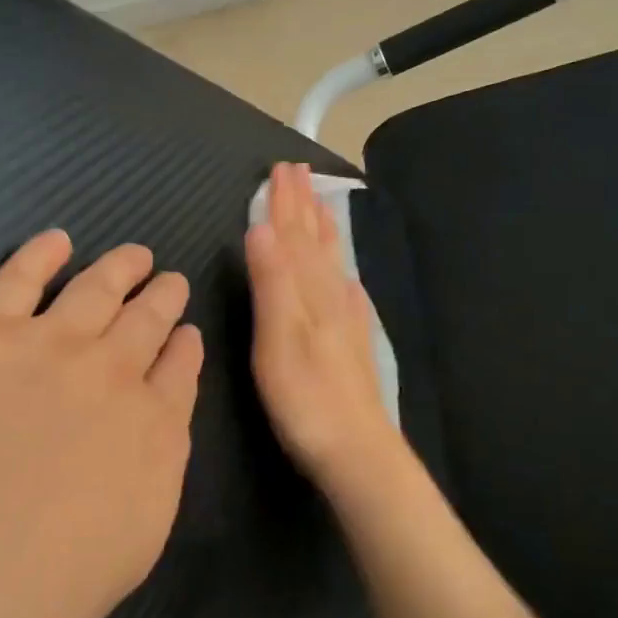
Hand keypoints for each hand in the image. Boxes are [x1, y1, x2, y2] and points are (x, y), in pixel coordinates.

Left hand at [0, 230, 202, 617]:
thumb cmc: (46, 591)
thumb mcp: (131, 550)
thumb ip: (148, 483)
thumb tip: (146, 447)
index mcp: (153, 430)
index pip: (178, 373)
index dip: (183, 347)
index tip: (186, 332)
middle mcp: (113, 373)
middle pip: (147, 321)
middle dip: (163, 298)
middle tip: (169, 281)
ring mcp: (50, 344)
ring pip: (97, 289)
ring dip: (121, 268)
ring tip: (134, 255)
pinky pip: (20, 276)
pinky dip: (41, 254)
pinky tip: (56, 241)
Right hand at [246, 162, 406, 497]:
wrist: (356, 450)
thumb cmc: (306, 398)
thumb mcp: (278, 339)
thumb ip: (272, 282)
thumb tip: (261, 227)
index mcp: (308, 292)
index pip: (293, 236)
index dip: (284, 202)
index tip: (281, 167)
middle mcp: (330, 296)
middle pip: (314, 241)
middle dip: (304, 205)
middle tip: (299, 170)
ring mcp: (345, 319)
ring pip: (331, 261)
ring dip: (322, 229)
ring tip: (320, 203)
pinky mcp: (352, 342)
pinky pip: (345, 290)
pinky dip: (340, 270)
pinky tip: (345, 272)